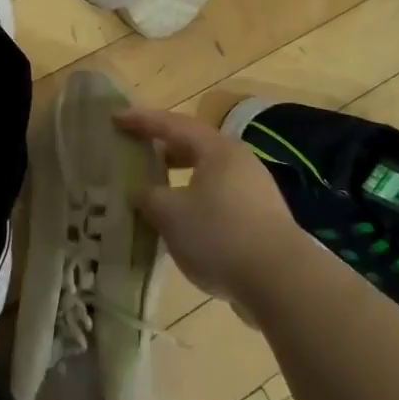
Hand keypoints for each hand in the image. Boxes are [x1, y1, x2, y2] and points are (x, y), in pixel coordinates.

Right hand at [117, 108, 303, 308]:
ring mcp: (255, 191)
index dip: (141, 121)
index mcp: (217, 149)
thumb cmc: (220, 234)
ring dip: (181, 180)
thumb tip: (142, 192)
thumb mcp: (171, 214)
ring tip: (157, 194)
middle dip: (164, 149)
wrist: (282, 282)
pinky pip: (221, 200)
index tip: (116, 117)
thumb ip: (149, 197)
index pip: (172, 124)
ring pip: (208, 176)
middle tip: (138, 153)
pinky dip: (197, 204)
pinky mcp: (263, 220)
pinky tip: (184, 227)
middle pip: (195, 146)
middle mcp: (239, 161)